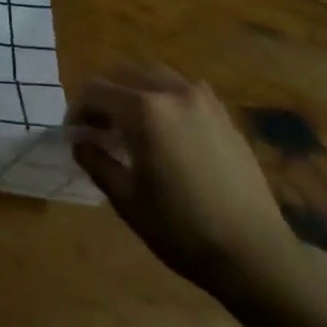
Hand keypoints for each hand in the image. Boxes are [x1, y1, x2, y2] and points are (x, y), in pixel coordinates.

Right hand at [69, 64, 301, 299]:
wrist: (254, 252)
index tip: (73, 134)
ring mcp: (201, 99)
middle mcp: (171, 91)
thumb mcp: (126, 198)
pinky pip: (181, 88)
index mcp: (143, 110)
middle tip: (95, 128)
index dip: (77, 110)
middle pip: (122, 74)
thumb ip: (95, 161)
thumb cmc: (181, 228)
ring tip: (127, 124)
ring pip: (153, 75)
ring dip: (132, 91)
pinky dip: (162, 96)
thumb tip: (79, 141)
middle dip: (102, 96)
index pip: (95, 91)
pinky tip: (163, 128)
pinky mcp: (222, 112)